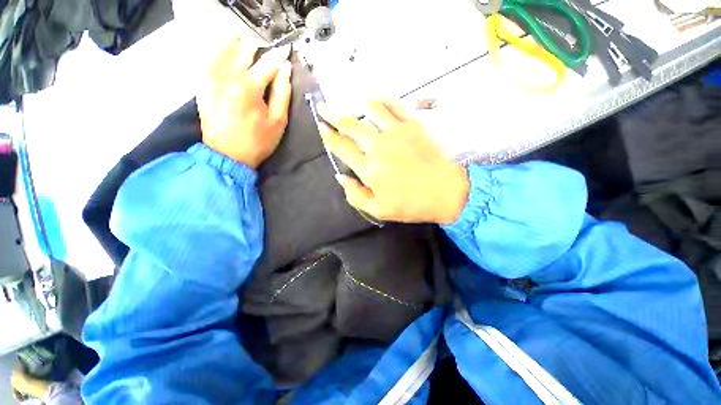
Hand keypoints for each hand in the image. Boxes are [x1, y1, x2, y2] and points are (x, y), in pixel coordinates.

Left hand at [197, 39, 292, 167]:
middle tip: (264, 42)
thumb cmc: (258, 141)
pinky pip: (207, 61)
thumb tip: (285, 71)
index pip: (268, 64)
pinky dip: (215, 51)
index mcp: (250, 88)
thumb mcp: (278, 121)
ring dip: (235, 42)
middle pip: (244, 52)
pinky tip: (222, 47)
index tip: (287, 48)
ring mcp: (212, 80)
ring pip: (223, 51)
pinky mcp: (203, 86)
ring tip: (243, 37)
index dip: (279, 55)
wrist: (228, 155)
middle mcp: (228, 77)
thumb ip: (282, 94)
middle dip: (256, 46)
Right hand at [319, 100, 468, 224]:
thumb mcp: (378, 210)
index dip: (329, 136)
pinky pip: (395, 106)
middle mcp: (378, 146)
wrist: (445, 193)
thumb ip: (355, 195)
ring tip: (352, 104)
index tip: (321, 128)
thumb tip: (340, 177)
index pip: (341, 147)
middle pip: (350, 125)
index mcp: (368, 168)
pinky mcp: (413, 126)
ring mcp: (397, 133)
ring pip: (371, 111)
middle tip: (324, 109)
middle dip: (333, 116)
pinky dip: (383, 101)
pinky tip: (377, 100)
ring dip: (357, 106)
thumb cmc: (410, 205)